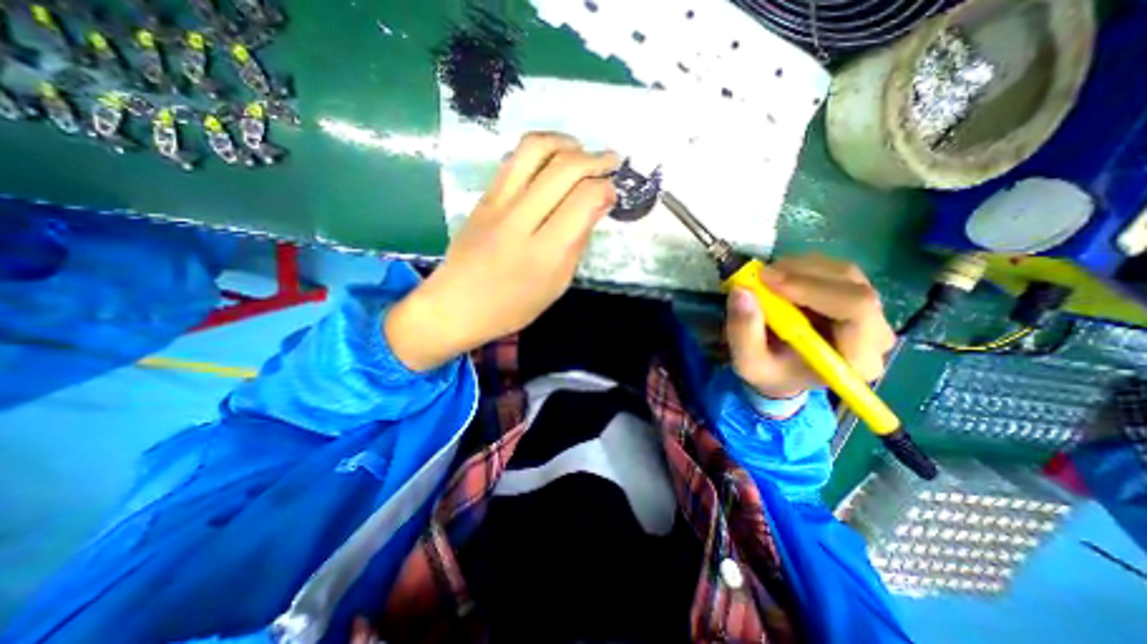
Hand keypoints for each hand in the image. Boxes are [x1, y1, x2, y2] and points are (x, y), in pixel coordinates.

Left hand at [385, 133, 618, 369]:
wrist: (455, 305)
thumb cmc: (512, 307)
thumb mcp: (556, 286)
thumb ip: (577, 244)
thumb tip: (596, 206)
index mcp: (544, 253)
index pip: (583, 200)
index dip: (605, 188)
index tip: (612, 192)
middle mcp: (521, 221)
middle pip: (563, 169)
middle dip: (595, 158)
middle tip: (611, 162)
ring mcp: (497, 205)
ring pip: (534, 150)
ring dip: (565, 142)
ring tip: (581, 150)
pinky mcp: (483, 198)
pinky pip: (513, 159)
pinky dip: (540, 148)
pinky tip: (552, 158)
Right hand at [725, 254, 893, 399]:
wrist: (783, 371)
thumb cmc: (770, 372)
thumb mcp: (748, 362)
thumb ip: (744, 332)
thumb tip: (741, 291)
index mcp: (857, 358)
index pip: (855, 309)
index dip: (812, 288)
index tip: (768, 281)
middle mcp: (874, 332)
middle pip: (850, 285)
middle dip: (800, 274)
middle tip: (759, 276)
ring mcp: (869, 310)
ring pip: (840, 272)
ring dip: (797, 269)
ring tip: (764, 281)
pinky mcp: (854, 294)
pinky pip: (832, 269)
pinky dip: (799, 267)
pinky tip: (778, 280)